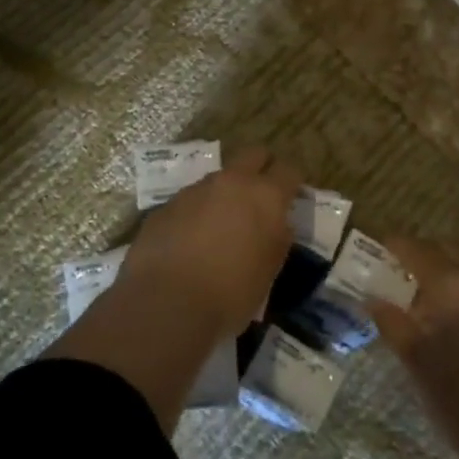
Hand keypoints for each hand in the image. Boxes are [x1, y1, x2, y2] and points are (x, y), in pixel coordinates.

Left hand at [115, 147, 300, 340]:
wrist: (167, 303)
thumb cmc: (232, 293)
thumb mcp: (270, 269)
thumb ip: (277, 238)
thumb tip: (276, 224)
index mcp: (265, 196)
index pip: (289, 170)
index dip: (292, 182)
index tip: (291, 197)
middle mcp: (231, 182)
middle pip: (253, 155)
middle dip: (261, 168)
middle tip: (260, 196)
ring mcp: (195, 190)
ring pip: (218, 178)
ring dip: (224, 194)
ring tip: (221, 226)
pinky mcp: (166, 205)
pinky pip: (190, 201)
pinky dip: (196, 213)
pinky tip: (190, 241)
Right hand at [369, 239, 458, 458]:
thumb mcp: (416, 362)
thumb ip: (391, 322)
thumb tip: (370, 297)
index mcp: (456, 288)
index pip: (420, 252)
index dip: (397, 246)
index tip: (379, 246)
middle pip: (446, 260)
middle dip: (420, 262)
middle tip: (395, 275)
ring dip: (442, 284)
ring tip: (419, 304)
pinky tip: (450, 328)